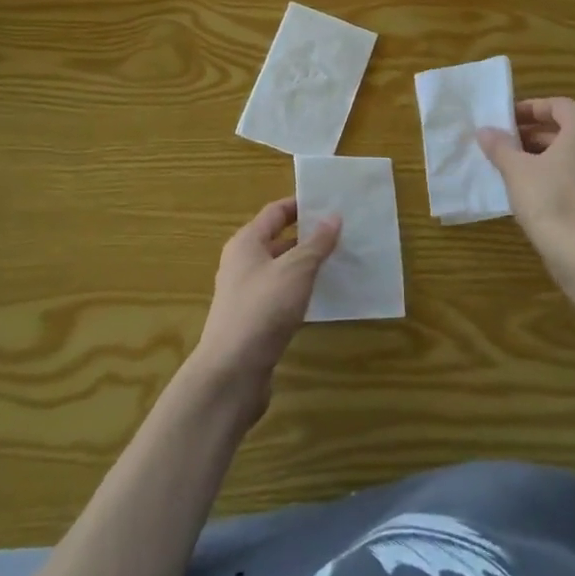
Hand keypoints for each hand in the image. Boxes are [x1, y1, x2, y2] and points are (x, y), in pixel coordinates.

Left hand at [190, 197, 340, 422]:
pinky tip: (322, 299)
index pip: (275, 212)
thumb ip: (316, 244)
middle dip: (308, 237)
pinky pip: (281, 296)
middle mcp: (242, 264)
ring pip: (281, 271)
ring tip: (339, 263)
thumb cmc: (262, 309)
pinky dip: (301, 292)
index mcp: (246, 243)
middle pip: (277, 240)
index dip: (300, 205)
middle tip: (342, 234)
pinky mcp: (254, 322)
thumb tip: (333, 217)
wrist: (232, 372)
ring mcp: (246, 294)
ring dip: (306, 266)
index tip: (329, 203)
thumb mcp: (295, 270)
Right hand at [479, 98, 574, 289]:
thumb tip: (485, 131)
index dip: (531, 108)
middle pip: (568, 130)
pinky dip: (562, 177)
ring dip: (548, 156)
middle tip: (508, 144)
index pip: (559, 105)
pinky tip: (539, 193)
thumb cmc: (551, 201)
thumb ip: (500, 146)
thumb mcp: (516, 170)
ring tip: (519, 168)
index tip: (507, 120)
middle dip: (536, 134)